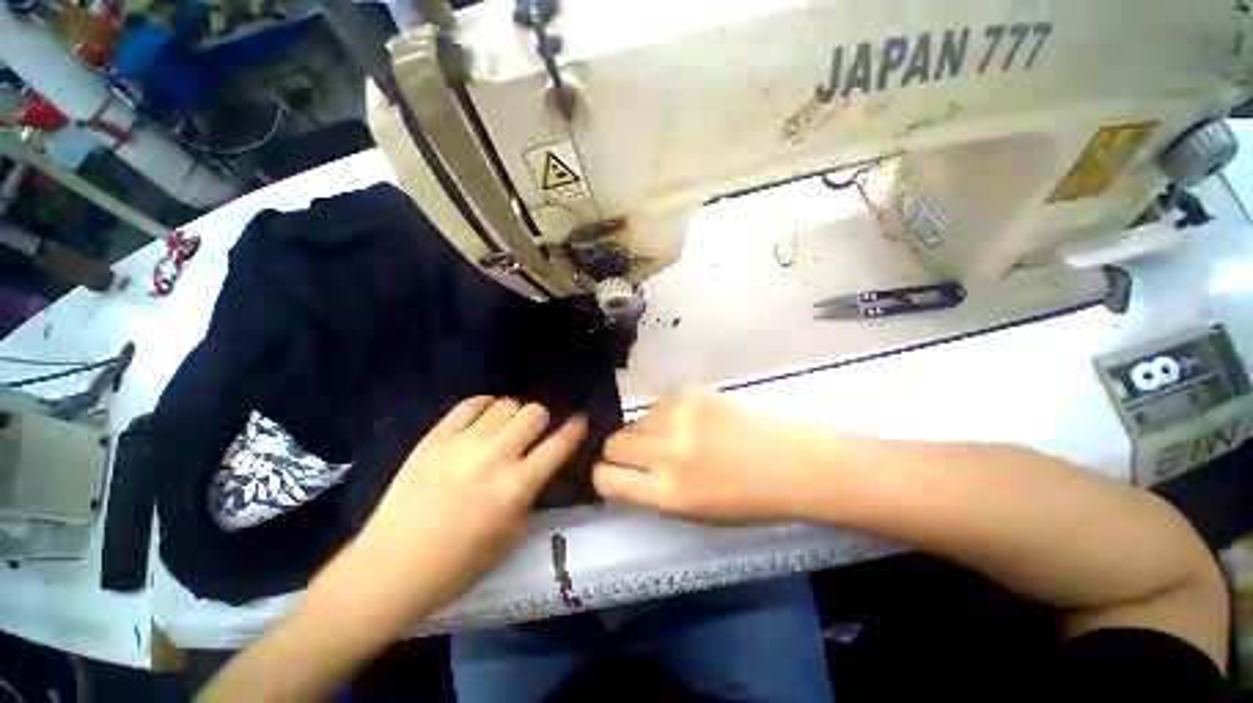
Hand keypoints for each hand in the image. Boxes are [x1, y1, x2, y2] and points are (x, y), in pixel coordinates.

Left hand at [307, 397, 585, 636]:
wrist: (389, 570)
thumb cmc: (456, 566)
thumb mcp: (510, 538)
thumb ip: (529, 497)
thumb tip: (534, 471)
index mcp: (515, 487)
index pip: (558, 445)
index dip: (575, 429)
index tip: (580, 420)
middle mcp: (493, 457)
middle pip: (534, 413)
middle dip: (541, 420)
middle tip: (533, 434)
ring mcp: (461, 444)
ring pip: (505, 403)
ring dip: (514, 414)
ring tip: (505, 428)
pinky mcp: (434, 439)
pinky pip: (469, 404)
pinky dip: (484, 406)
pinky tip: (483, 418)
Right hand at [593, 389, 829, 523]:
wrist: (787, 464)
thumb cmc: (743, 500)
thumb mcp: (690, 513)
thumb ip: (649, 493)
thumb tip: (620, 473)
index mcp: (666, 493)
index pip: (605, 478)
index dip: (604, 476)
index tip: (613, 473)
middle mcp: (666, 453)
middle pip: (612, 444)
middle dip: (620, 452)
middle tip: (644, 455)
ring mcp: (677, 417)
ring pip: (633, 421)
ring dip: (644, 432)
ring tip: (672, 437)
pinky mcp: (689, 393)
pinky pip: (658, 405)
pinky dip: (665, 416)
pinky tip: (691, 422)